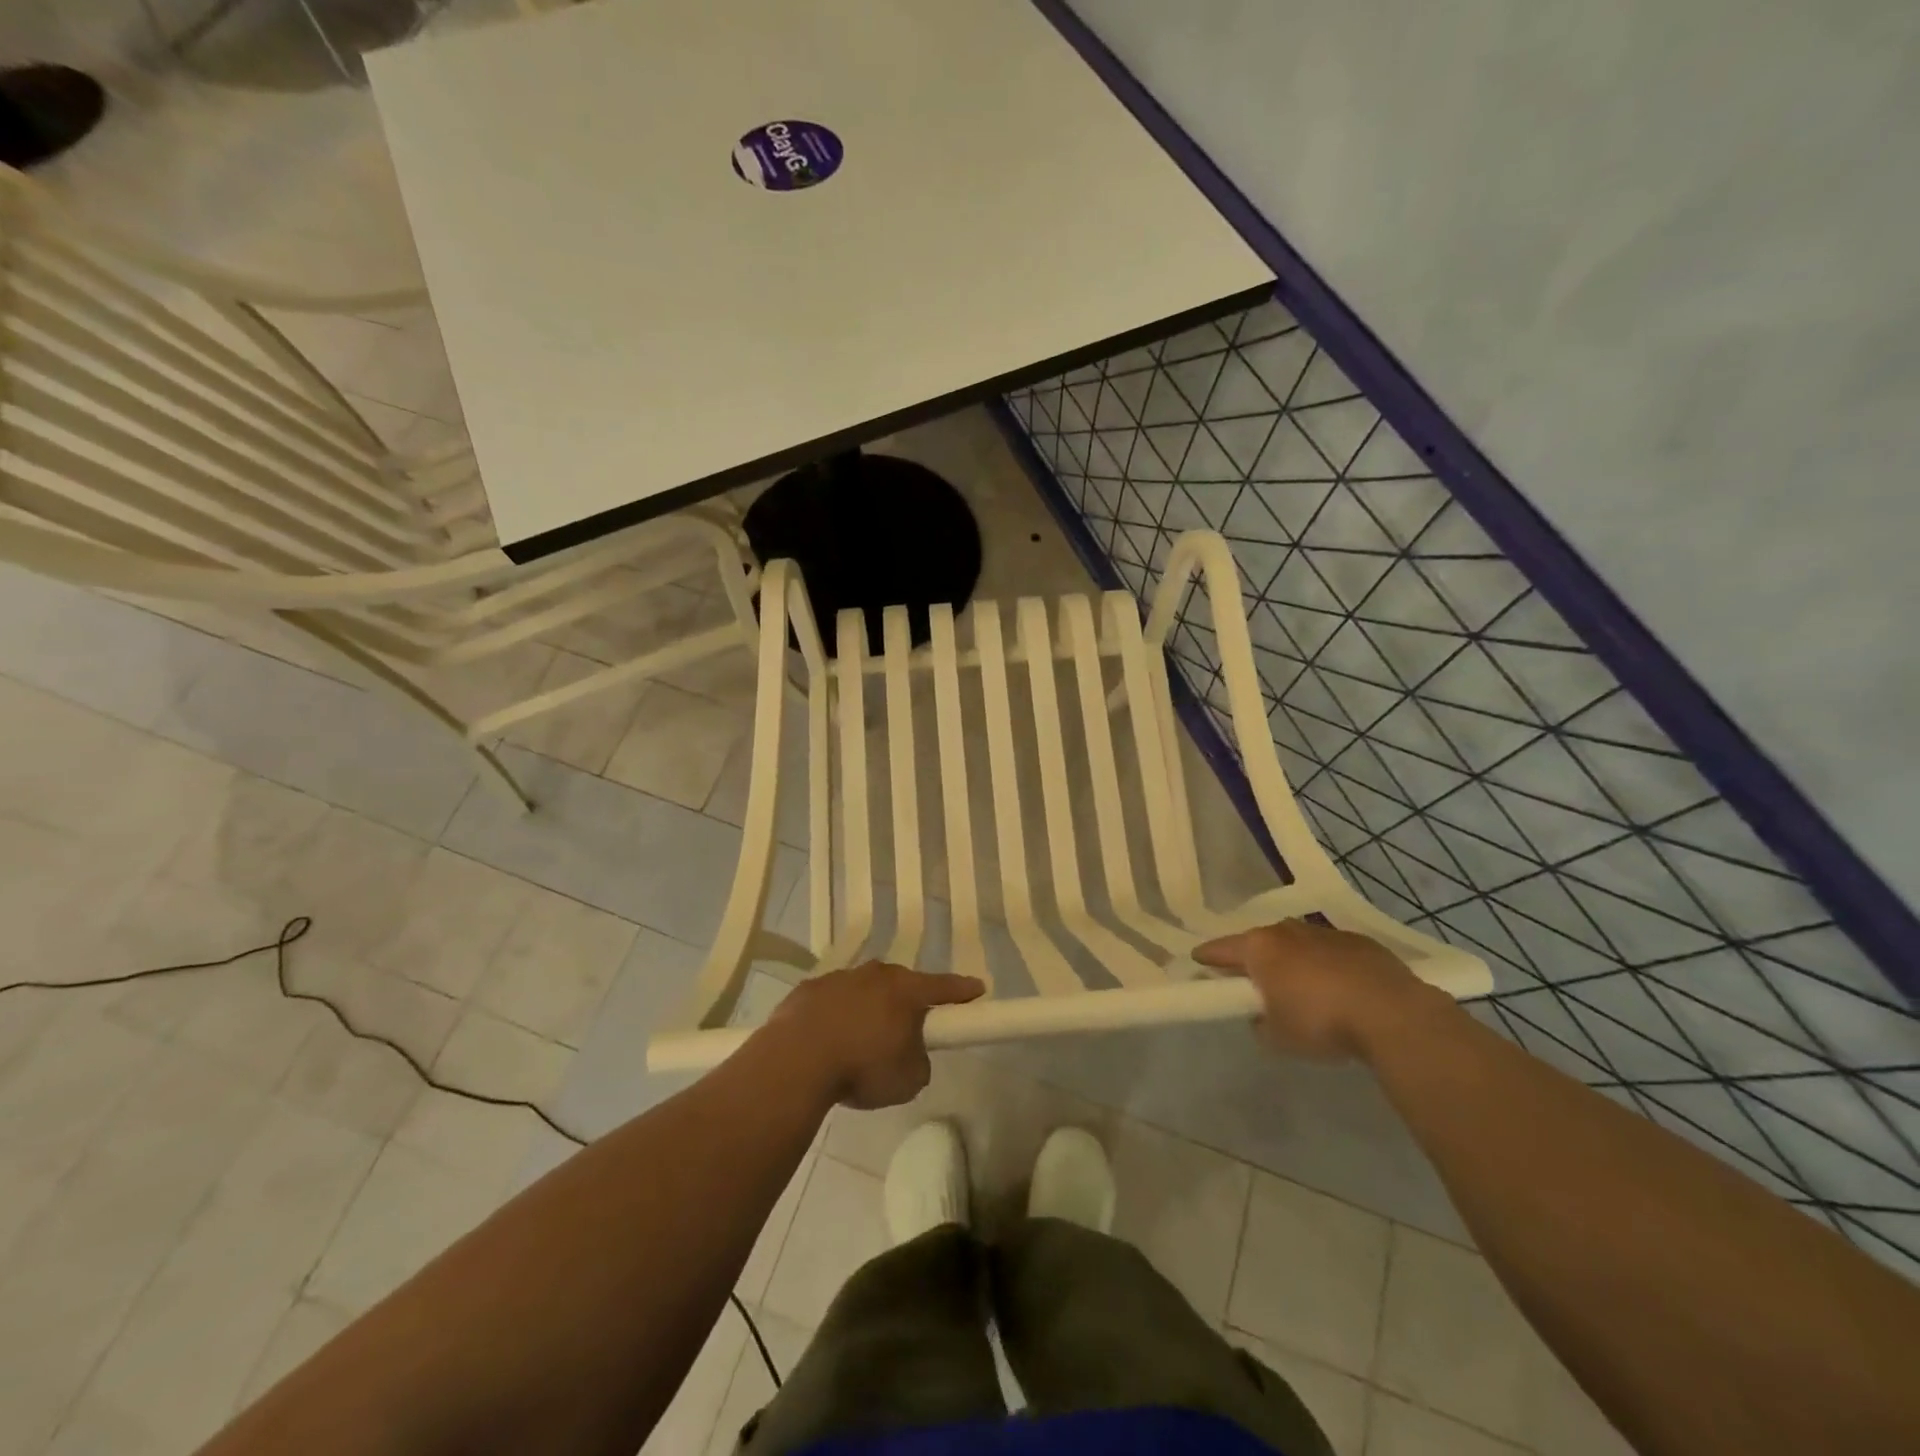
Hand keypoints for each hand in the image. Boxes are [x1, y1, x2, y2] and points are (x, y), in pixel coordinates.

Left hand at [762, 962, 984, 1108]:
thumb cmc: (862, 1067)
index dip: (962, 990)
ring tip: (860, 1041)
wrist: (796, 1060)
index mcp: (906, 991)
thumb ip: (919, 1061)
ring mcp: (839, 978)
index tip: (977, 988)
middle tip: (907, 1028)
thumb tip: (909, 1053)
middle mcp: (875, 975)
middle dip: (907, 1002)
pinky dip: (836, 1015)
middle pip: (900, 984)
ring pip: (863, 990)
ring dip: (868, 1008)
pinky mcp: (808, 990)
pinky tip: (828, 1040)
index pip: (944, 986)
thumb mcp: (908, 1079)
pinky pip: (832, 1001)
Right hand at [1195, 920, 1440, 1060]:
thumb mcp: (1278, 1037)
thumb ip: (1261, 1024)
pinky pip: (1331, 952)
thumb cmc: (1321, 1022)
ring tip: (1301, 988)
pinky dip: (1327, 966)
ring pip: (1298, 944)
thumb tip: (1263, 1018)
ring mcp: (1326, 933)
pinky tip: (1338, 989)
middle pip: (1261, 942)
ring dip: (1294, 961)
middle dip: (1255, 959)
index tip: (1198, 962)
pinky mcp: (1360, 942)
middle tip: (1254, 981)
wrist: (1392, 1013)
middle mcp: (1288, 931)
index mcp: (1260, 948)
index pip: (1222, 949)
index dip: (1208, 958)